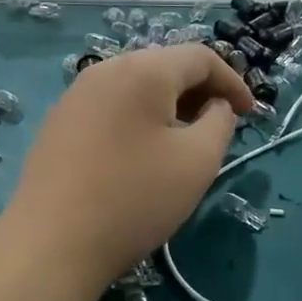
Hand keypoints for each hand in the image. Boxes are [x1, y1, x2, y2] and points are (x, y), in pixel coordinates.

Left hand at [3, 44, 252, 289]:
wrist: (51, 243)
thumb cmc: (135, 198)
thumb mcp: (198, 161)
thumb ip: (220, 122)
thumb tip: (216, 106)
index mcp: (143, 70)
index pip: (201, 57)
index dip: (233, 82)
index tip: (250, 114)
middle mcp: (105, 69)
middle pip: (165, 66)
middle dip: (200, 91)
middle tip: (220, 126)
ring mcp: (75, 95)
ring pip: (136, 86)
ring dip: (169, 105)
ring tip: (184, 140)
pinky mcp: (58, 122)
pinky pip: (111, 105)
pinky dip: (138, 117)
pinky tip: (141, 153)